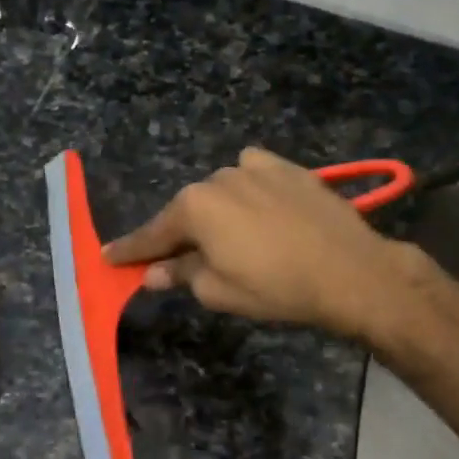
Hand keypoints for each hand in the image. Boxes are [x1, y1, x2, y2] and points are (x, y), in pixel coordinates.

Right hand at [104, 147, 407, 340]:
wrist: (350, 271)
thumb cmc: (276, 288)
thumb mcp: (218, 291)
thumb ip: (180, 274)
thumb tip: (152, 272)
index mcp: (194, 208)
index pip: (152, 234)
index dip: (130, 250)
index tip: (108, 257)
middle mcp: (218, 178)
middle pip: (188, 210)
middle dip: (181, 234)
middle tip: (180, 259)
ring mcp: (255, 168)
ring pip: (221, 191)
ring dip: (218, 212)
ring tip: (234, 238)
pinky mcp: (288, 167)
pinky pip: (254, 173)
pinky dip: (248, 189)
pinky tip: (259, 206)